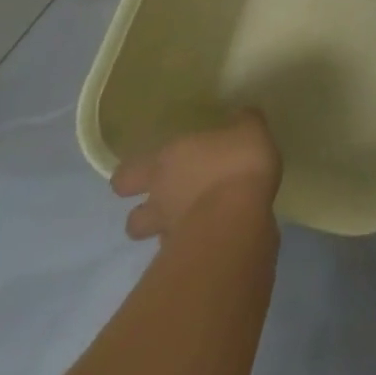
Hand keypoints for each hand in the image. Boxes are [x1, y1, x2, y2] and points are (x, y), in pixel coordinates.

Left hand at [111, 113, 281, 241]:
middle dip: (143, 212)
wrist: (239, 218)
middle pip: (132, 217)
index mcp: (166, 161)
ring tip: (191, 222)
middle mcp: (160, 198)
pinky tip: (213, 237)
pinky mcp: (188, 257)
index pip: (126, 175)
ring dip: (167, 232)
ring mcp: (170, 232)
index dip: (132, 176)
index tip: (146, 172)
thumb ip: (242, 122)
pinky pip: (182, 252)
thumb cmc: (236, 163)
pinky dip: (192, 246)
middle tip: (166, 202)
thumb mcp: (250, 129)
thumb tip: (240, 117)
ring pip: (154, 238)